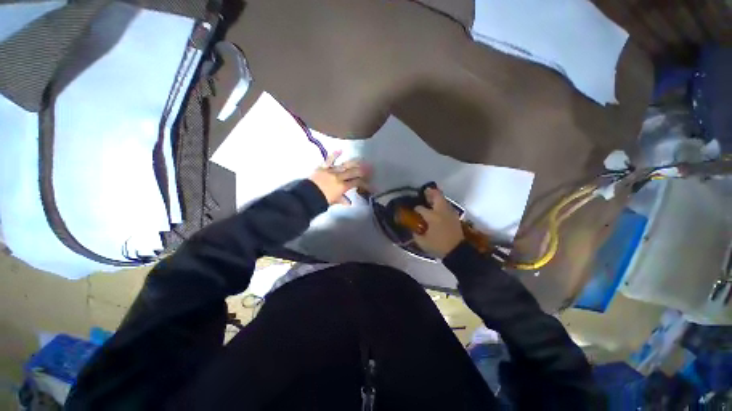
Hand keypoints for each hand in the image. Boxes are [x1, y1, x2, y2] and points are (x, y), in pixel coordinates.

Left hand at [309, 151, 369, 205]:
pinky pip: (329, 160)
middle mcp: (339, 177)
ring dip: (354, 162)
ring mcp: (331, 171)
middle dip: (363, 170)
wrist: (307, 195)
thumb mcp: (333, 201)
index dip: (364, 182)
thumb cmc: (321, 200)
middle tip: (370, 167)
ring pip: (345, 165)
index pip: (356, 182)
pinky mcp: (323, 167)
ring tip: (361, 159)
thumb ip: (342, 200)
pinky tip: (341, 150)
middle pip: (353, 172)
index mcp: (343, 187)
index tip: (370, 181)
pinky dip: (334, 155)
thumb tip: (349, 203)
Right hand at [414, 188, 464, 257]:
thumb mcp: (422, 242)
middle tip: (425, 191)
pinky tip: (438, 208)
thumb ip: (416, 233)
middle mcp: (441, 211)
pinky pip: (447, 205)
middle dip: (430, 192)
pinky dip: (442, 203)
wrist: (457, 251)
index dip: (416, 209)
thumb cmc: (438, 246)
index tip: (414, 211)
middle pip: (436, 196)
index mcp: (432, 216)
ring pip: (443, 200)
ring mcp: (450, 212)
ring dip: (437, 197)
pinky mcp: (455, 216)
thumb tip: (413, 229)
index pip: (420, 208)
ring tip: (431, 197)